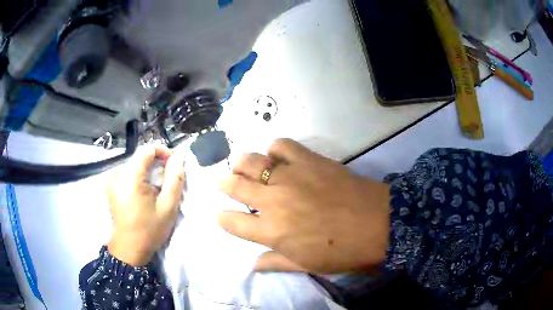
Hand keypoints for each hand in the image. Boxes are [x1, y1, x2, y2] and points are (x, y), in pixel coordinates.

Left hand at [106, 146, 184, 265]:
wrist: (129, 249)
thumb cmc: (149, 230)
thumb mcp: (167, 207)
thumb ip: (174, 179)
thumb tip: (179, 158)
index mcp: (131, 177)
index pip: (147, 149)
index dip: (163, 152)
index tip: (174, 165)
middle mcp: (118, 174)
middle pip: (140, 157)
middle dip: (156, 163)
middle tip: (168, 180)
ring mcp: (112, 181)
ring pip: (134, 165)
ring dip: (148, 171)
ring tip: (157, 188)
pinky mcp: (111, 187)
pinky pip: (127, 174)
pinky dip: (139, 178)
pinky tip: (144, 193)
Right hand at [218, 139, 389, 273]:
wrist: (379, 224)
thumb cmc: (343, 252)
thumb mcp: (307, 265)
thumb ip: (276, 263)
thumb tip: (253, 266)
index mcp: (272, 232)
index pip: (232, 223)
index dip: (223, 219)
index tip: (223, 216)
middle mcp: (273, 201)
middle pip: (235, 186)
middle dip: (224, 184)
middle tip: (224, 183)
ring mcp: (290, 177)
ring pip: (251, 161)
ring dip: (242, 163)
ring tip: (243, 166)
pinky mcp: (309, 160)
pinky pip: (282, 145)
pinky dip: (275, 149)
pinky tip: (278, 157)